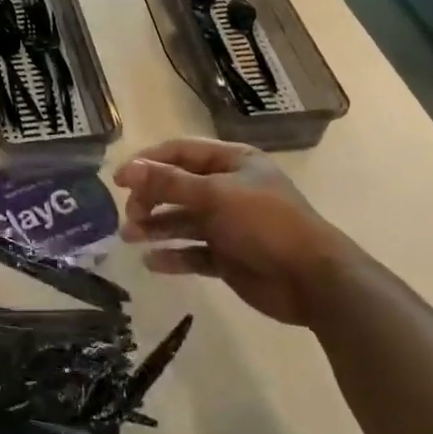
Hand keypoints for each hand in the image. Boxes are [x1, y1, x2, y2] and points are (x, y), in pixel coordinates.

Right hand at [115, 139, 350, 326]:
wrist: (314, 281)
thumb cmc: (265, 223)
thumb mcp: (215, 195)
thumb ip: (169, 183)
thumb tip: (128, 169)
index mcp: (231, 162)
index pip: (179, 153)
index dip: (147, 162)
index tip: (118, 180)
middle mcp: (228, 188)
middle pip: (177, 186)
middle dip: (149, 198)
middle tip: (129, 215)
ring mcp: (228, 224)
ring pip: (182, 220)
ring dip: (155, 226)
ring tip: (129, 237)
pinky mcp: (228, 257)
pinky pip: (193, 252)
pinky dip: (173, 255)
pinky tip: (151, 261)